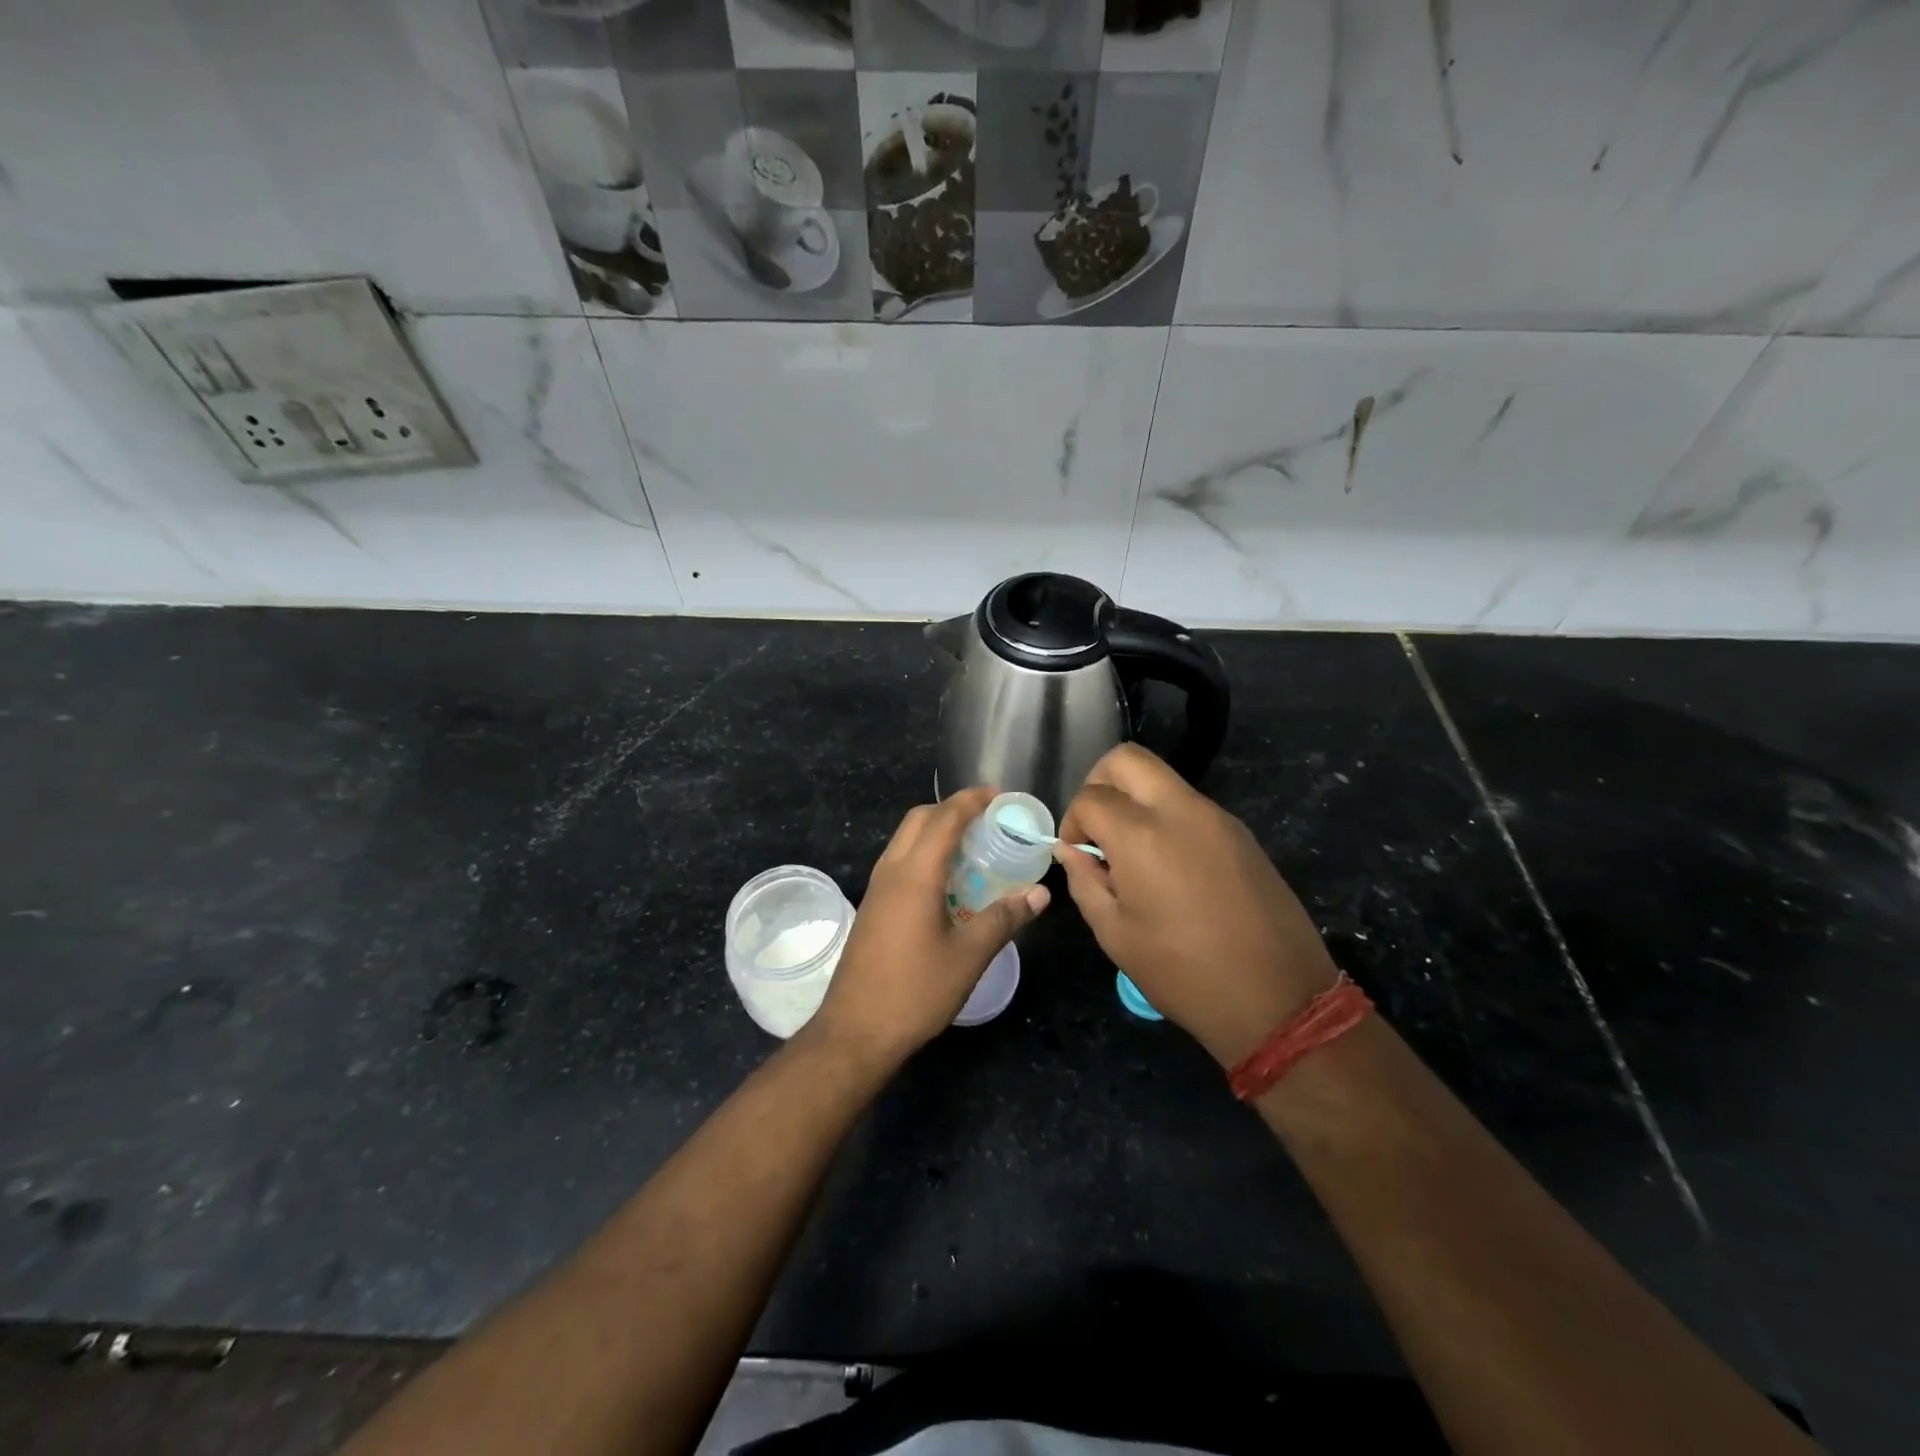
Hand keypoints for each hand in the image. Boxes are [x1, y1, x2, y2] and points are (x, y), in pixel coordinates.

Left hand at [808, 787, 1049, 1064]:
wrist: (856, 1030)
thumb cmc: (916, 991)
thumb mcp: (969, 956)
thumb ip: (1005, 918)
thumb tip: (1040, 893)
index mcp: (915, 874)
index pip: (944, 818)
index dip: (972, 800)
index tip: (1000, 795)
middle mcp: (891, 870)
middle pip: (919, 819)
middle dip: (953, 808)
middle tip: (988, 818)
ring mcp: (877, 888)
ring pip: (905, 838)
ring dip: (936, 830)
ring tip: (973, 845)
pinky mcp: (872, 905)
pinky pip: (900, 860)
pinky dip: (925, 852)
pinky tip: (948, 880)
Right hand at [1055, 744, 1338, 1067]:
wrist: (1278, 998)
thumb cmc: (1183, 972)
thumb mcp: (1116, 934)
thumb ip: (1085, 881)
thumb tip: (1071, 851)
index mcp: (1142, 835)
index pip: (1091, 797)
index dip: (1072, 821)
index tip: (1077, 854)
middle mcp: (1180, 811)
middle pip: (1127, 759)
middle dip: (1100, 783)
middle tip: (1097, 828)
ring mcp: (1217, 818)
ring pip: (1162, 779)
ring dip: (1135, 800)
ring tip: (1132, 854)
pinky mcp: (1241, 833)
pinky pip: (1190, 806)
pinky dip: (1166, 818)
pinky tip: (1169, 868)